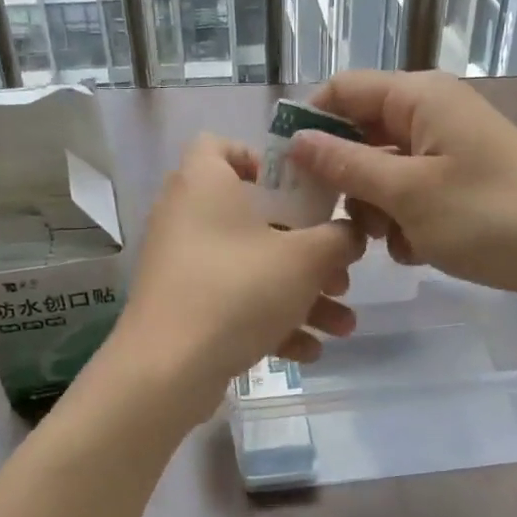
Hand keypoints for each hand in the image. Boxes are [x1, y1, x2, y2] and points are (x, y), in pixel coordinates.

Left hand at [107, 134, 364, 422]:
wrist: (167, 371)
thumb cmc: (237, 291)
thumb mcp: (305, 260)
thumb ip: (338, 238)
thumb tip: (350, 234)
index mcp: (205, 184)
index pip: (220, 145)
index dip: (261, 159)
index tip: (299, 189)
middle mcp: (187, 217)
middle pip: (255, 218)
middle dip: (308, 251)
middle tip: (340, 273)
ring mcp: (182, 265)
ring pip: (252, 267)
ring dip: (300, 294)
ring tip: (342, 325)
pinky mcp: (182, 306)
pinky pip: (234, 301)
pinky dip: (270, 321)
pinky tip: (308, 351)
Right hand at [288, 71, 516, 307]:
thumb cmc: (489, 217)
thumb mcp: (408, 193)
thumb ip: (346, 165)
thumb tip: (296, 139)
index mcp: (418, 97)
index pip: (342, 90)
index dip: (309, 124)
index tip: (287, 172)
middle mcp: (431, 113)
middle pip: (360, 133)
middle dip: (344, 178)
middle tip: (335, 221)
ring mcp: (448, 150)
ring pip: (383, 171)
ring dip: (375, 208)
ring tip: (389, 242)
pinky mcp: (461, 184)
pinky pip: (411, 194)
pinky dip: (404, 222)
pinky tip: (416, 251)